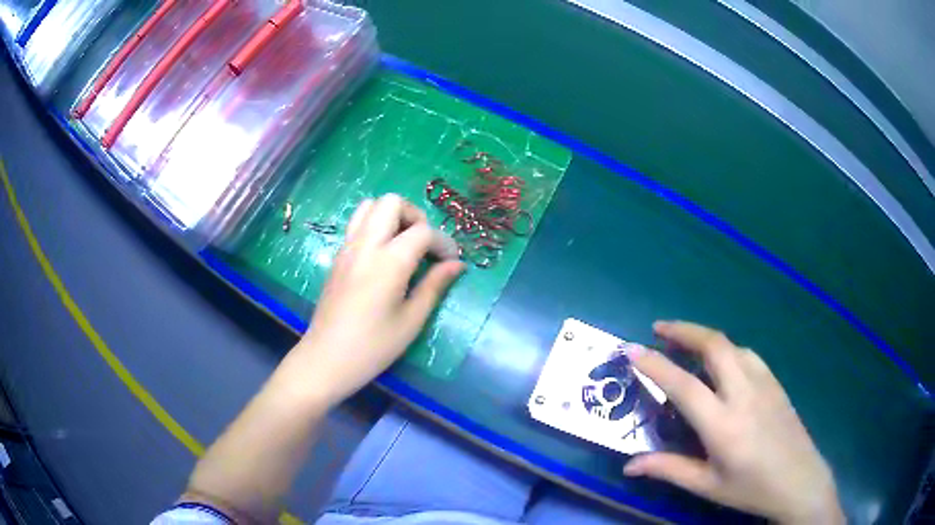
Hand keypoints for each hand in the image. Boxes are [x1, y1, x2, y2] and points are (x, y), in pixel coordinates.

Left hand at [278, 195, 463, 407]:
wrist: (326, 359)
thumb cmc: (373, 347)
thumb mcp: (412, 320)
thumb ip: (435, 286)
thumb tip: (457, 265)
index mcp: (388, 262)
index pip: (423, 231)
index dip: (443, 242)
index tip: (451, 262)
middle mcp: (365, 245)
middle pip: (391, 202)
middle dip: (415, 216)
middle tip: (425, 245)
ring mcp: (347, 248)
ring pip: (370, 206)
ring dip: (392, 216)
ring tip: (404, 245)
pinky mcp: (338, 257)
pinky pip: (357, 224)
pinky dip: (376, 227)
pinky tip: (384, 256)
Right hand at [623, 321, 844, 524]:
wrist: (799, 480)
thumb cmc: (750, 488)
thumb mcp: (707, 486)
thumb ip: (669, 469)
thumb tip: (629, 465)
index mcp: (723, 424)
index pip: (683, 385)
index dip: (655, 364)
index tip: (631, 348)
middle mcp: (744, 394)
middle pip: (714, 346)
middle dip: (683, 331)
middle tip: (659, 329)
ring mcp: (764, 384)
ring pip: (732, 345)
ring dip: (705, 337)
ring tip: (686, 342)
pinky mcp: (776, 383)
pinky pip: (748, 355)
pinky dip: (727, 348)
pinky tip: (722, 361)